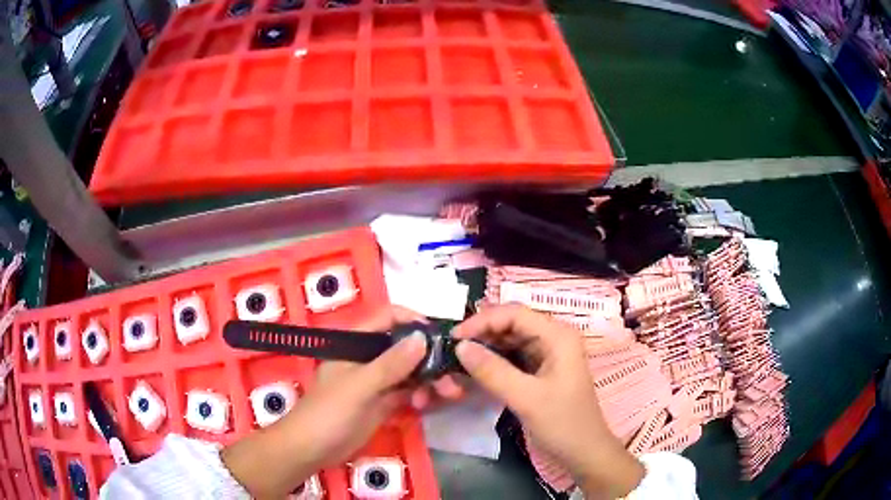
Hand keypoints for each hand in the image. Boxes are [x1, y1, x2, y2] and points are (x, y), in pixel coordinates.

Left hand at [318, 306, 463, 410]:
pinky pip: (408, 392)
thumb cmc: (328, 413)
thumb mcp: (359, 387)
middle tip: (450, 377)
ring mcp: (377, 381)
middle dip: (430, 359)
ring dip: (430, 380)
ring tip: (444, 396)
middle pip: (405, 347)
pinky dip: (422, 396)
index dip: (414, 321)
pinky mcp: (383, 403)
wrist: (311, 450)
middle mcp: (369, 358)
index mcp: (356, 343)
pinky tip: (429, 406)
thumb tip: (423, 337)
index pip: (388, 318)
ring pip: (411, 371)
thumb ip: (390, 364)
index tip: (440, 337)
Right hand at [452, 305, 644, 498]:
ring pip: (510, 341)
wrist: (584, 452)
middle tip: (452, 351)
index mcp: (558, 336)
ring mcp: (548, 354)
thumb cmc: (562, 423)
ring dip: (486, 348)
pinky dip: (494, 362)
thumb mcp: (526, 398)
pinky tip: (476, 371)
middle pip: (511, 324)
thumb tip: (460, 346)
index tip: (453, 338)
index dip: (482, 321)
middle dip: (482, 334)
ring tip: (459, 360)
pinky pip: (513, 357)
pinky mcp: (542, 370)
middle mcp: (554, 337)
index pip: (514, 313)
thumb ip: (492, 371)